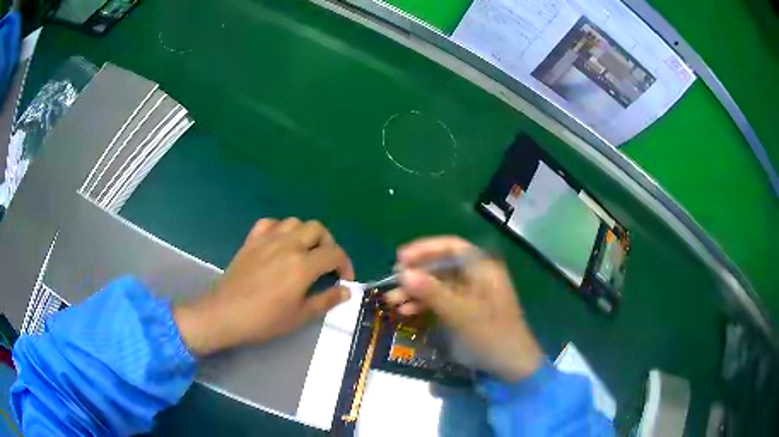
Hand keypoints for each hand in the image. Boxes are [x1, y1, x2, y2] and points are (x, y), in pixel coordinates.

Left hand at [174, 218, 353, 355]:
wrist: (226, 314)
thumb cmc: (264, 320)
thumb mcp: (300, 316)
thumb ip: (326, 300)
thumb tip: (346, 291)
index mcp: (303, 265)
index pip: (335, 253)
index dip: (345, 265)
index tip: (344, 280)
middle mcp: (288, 245)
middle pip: (318, 229)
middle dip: (328, 244)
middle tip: (326, 263)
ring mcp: (267, 239)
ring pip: (295, 222)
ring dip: (306, 234)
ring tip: (305, 252)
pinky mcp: (251, 240)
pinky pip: (270, 223)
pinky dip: (280, 229)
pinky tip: (279, 243)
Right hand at [384, 237, 542, 381]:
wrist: (513, 366)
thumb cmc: (492, 335)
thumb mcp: (461, 314)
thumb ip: (432, 292)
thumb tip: (403, 273)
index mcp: (483, 269)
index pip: (451, 247)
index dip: (425, 249)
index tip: (400, 259)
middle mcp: (477, 276)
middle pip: (442, 266)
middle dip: (416, 274)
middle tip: (392, 284)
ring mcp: (471, 294)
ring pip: (438, 284)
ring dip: (416, 291)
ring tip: (392, 302)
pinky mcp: (466, 310)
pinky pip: (441, 300)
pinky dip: (425, 304)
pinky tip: (407, 312)